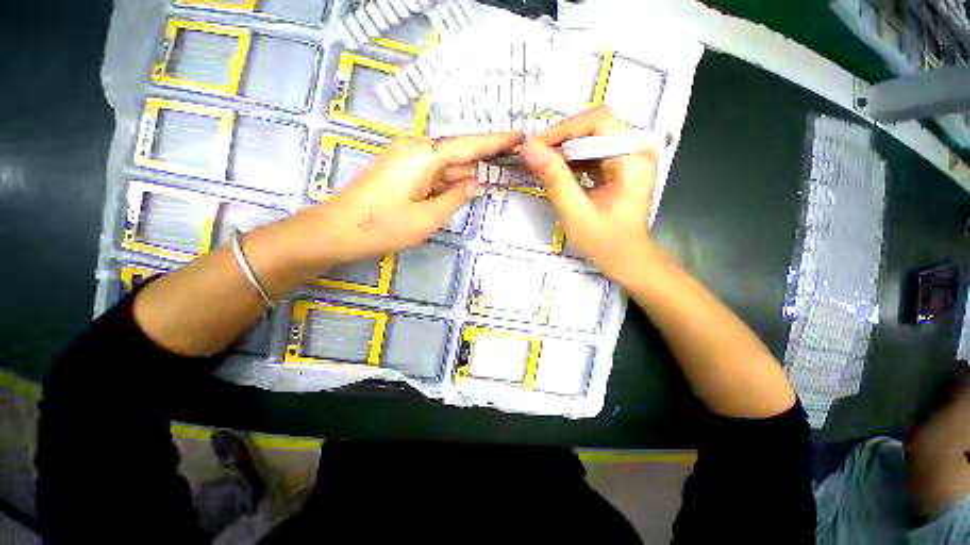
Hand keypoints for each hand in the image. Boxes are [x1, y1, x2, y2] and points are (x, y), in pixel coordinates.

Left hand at [295, 132, 520, 267]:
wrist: (335, 231)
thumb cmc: (383, 227)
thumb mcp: (428, 218)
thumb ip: (456, 199)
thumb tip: (474, 184)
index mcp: (424, 155)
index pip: (468, 145)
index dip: (495, 141)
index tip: (519, 136)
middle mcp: (415, 149)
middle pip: (458, 154)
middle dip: (484, 161)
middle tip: (511, 164)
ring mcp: (406, 159)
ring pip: (446, 165)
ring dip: (468, 174)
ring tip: (495, 177)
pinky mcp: (400, 171)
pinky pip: (433, 174)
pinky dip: (450, 182)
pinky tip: (466, 187)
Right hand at [520, 107, 657, 284]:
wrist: (628, 260)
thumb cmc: (606, 243)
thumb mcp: (577, 214)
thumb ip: (555, 180)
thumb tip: (530, 150)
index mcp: (633, 157)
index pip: (597, 122)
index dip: (562, 130)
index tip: (533, 148)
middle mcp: (634, 149)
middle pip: (593, 126)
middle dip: (560, 139)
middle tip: (533, 156)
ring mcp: (627, 157)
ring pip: (590, 138)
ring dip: (562, 149)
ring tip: (539, 163)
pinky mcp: (618, 167)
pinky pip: (590, 153)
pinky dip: (570, 159)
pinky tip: (554, 170)